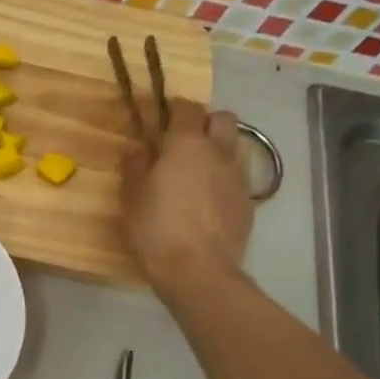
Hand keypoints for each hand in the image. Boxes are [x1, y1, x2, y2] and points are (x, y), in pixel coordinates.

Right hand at [119, 99, 253, 297]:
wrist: (198, 270)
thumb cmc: (155, 229)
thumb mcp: (131, 196)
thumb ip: (135, 166)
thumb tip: (140, 149)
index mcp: (186, 144)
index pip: (187, 108)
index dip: (174, 109)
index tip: (161, 120)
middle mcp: (218, 151)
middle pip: (222, 118)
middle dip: (205, 122)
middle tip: (183, 142)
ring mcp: (239, 175)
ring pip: (235, 145)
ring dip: (218, 148)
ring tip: (198, 170)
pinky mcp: (249, 200)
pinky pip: (238, 175)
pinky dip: (224, 177)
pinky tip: (208, 199)